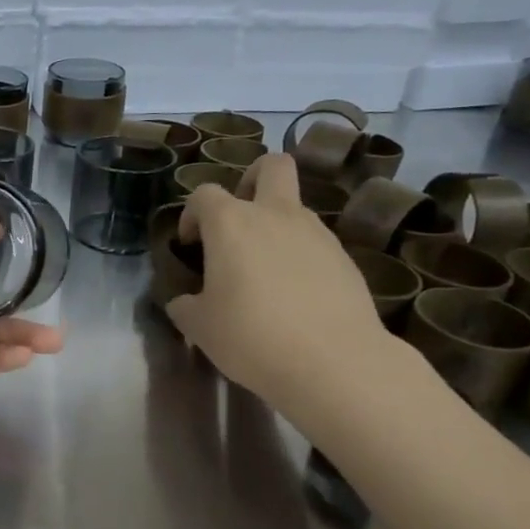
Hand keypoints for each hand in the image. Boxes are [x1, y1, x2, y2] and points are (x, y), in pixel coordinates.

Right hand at [166, 154, 392, 421]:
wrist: (333, 362)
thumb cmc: (251, 336)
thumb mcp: (199, 327)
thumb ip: (185, 306)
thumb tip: (183, 302)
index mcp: (231, 223)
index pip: (204, 194)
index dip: (192, 214)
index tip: (190, 245)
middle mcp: (275, 215)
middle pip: (271, 166)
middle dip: (252, 179)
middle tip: (239, 218)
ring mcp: (317, 234)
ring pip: (295, 207)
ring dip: (276, 226)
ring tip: (265, 272)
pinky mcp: (345, 259)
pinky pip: (316, 243)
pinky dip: (300, 257)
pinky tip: (294, 296)